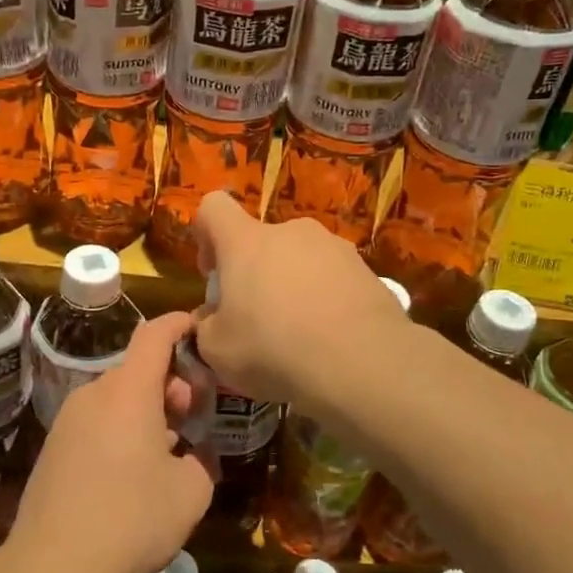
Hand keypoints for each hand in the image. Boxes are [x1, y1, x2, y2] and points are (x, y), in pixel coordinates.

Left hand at [11, 312, 213, 572]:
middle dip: (170, 383)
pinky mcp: (53, 448)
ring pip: (116, 399)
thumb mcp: (190, 493)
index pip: (154, 335)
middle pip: (137, 370)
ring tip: (166, 451)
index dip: (179, 325)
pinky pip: (97, 423)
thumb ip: (201, 462)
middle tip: (191, 418)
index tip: (199, 329)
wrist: (53, 567)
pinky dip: (121, 431)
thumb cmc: (131, 520)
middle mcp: (94, 395)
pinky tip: (132, 474)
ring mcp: (68, 421)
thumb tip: (193, 456)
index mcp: (128, 392)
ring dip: (146, 411)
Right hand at [192, 192, 409, 407]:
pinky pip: (334, 278)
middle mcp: (291, 232)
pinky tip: (330, 338)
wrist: (362, 363)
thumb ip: (206, 327)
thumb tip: (210, 319)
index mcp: (246, 242)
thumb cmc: (274, 349)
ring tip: (299, 333)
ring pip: (300, 259)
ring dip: (292, 286)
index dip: (205, 234)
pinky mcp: (367, 270)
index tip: (213, 274)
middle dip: (254, 273)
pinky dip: (326, 300)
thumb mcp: (217, 350)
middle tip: (256, 319)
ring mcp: (335, 247)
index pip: (214, 208)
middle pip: (262, 240)